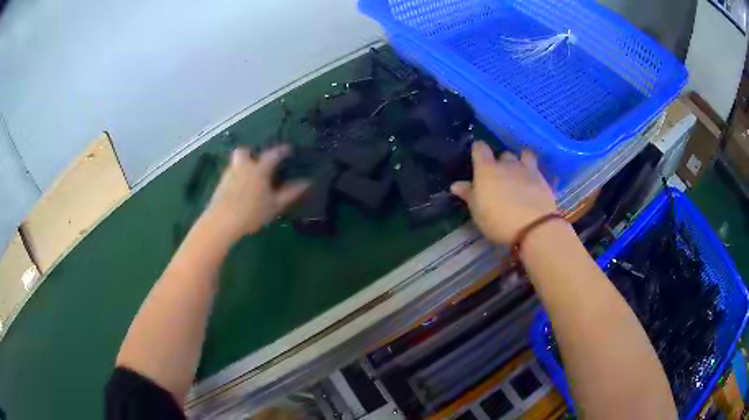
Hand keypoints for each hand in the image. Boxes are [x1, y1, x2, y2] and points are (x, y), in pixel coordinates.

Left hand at [202, 145, 307, 241]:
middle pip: (244, 151)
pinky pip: (230, 175)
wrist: (221, 222)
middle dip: (251, 153)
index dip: (282, 150)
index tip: (288, 149)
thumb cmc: (251, 212)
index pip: (273, 154)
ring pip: (236, 163)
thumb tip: (306, 182)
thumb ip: (290, 192)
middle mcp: (243, 167)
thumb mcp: (275, 205)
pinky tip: (240, 191)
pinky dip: (236, 178)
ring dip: (243, 166)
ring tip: (250, 180)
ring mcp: (229, 175)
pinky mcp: (219, 185)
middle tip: (258, 163)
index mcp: (259, 169)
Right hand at [451, 141, 557, 244]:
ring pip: (523, 156)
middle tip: (499, 177)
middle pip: (503, 154)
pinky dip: (534, 173)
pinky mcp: (543, 179)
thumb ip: (468, 195)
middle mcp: (507, 164)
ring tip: (519, 173)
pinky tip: (533, 183)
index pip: (480, 148)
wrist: (533, 227)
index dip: (478, 150)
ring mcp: (527, 170)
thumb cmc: (498, 220)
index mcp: (486, 169)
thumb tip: (456, 185)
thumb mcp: (477, 211)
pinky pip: (537, 169)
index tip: (477, 158)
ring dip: (520, 161)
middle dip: (501, 162)